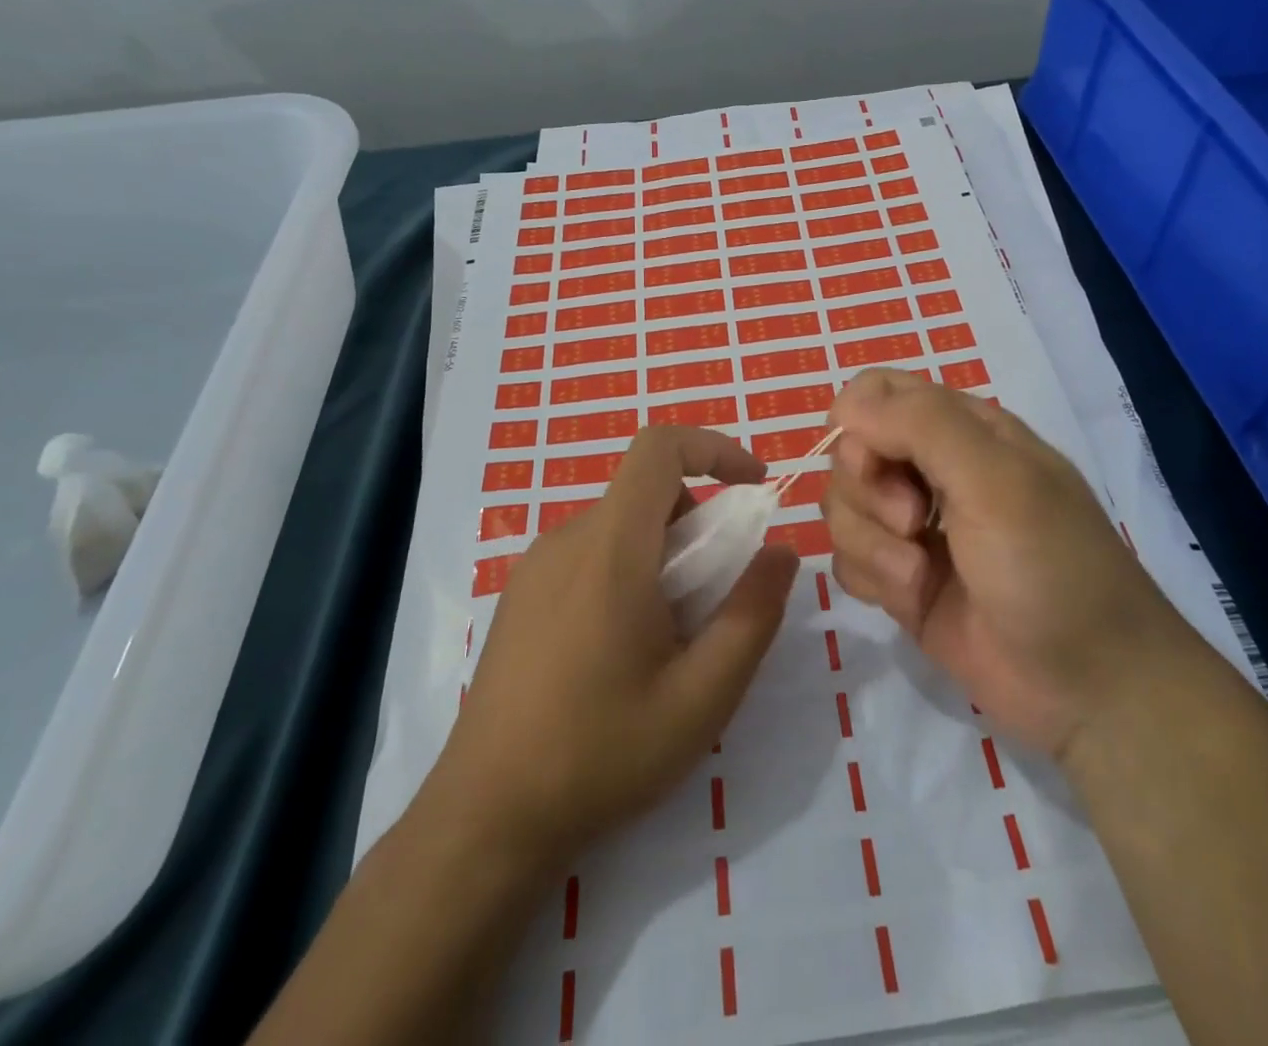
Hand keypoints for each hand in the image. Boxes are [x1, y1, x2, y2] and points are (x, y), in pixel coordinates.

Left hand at [415, 426, 798, 870]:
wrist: (485, 819)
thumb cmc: (600, 755)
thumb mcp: (701, 698)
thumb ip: (752, 616)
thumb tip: (782, 552)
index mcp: (610, 549)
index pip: (659, 447)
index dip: (714, 447)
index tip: (754, 487)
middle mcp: (566, 541)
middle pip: (646, 491)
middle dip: (698, 521)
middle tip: (716, 594)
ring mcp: (535, 567)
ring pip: (619, 524)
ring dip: (664, 551)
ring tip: (672, 634)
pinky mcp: (520, 595)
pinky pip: (589, 552)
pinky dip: (628, 568)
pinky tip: (624, 648)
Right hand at [822, 368, 1172, 761]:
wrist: (1089, 687)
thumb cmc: (1051, 567)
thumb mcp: (996, 480)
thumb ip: (921, 426)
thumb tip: (847, 406)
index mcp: (962, 430)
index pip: (877, 392)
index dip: (858, 422)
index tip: (868, 461)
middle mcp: (931, 471)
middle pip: (850, 452)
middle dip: (869, 491)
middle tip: (915, 523)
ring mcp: (914, 528)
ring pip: (842, 508)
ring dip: (871, 543)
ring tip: (919, 575)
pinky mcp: (901, 580)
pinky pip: (847, 560)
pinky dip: (871, 578)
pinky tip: (912, 598)